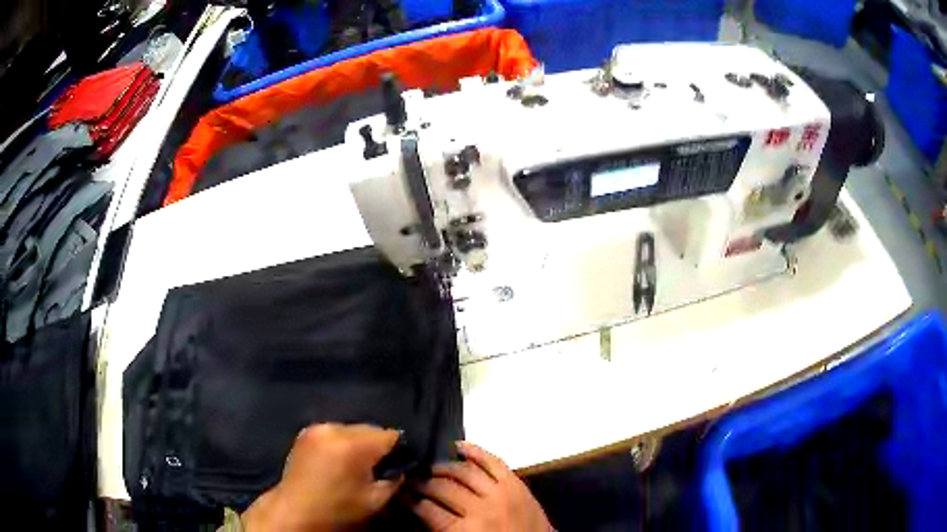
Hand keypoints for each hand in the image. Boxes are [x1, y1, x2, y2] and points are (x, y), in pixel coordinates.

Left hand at [243, 423, 403, 531]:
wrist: (295, 508)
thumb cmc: (337, 507)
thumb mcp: (375, 500)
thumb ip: (394, 480)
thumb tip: (401, 468)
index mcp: (354, 445)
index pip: (390, 435)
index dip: (399, 448)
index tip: (400, 461)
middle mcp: (335, 429)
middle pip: (370, 429)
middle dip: (378, 444)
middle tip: (379, 465)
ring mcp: (318, 427)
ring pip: (352, 429)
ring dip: (359, 442)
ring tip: (357, 462)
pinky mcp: (307, 431)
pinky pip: (335, 431)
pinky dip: (342, 441)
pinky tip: (340, 458)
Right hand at [412, 442, 551, 531]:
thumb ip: (440, 529)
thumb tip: (419, 509)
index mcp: (464, 530)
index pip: (427, 509)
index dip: (411, 501)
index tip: (403, 496)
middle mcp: (480, 509)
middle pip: (443, 488)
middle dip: (423, 484)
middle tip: (412, 481)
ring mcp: (501, 493)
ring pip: (464, 471)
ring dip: (443, 468)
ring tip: (431, 468)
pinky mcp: (516, 483)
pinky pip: (493, 461)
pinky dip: (475, 451)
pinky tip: (458, 447)